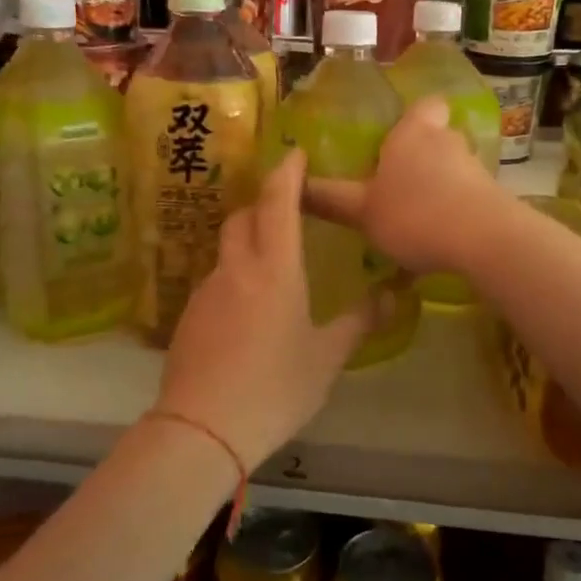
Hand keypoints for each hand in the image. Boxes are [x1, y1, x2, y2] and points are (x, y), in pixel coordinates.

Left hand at [153, 148, 373, 468]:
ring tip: (272, 263)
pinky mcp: (188, 315)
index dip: (287, 172)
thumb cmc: (276, 388)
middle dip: (264, 203)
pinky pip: (216, 280)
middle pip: (244, 217)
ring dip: (248, 241)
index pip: (278, 201)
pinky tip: (248, 310)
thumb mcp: (327, 357)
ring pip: (227, 249)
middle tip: (287, 208)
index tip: (295, 153)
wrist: (202, 428)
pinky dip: (234, 275)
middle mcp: (236, 268)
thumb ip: (359, 321)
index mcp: (275, 269)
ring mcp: (207, 290)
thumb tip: (392, 295)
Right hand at [304, 95, 506, 275]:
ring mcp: (475, 168)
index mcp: (412, 133)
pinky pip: (469, 197)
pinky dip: (456, 210)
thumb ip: (331, 199)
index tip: (399, 134)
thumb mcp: (362, 211)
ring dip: (438, 186)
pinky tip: (441, 237)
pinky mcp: (494, 197)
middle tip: (398, 183)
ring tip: (416, 217)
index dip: (414, 117)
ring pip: (453, 168)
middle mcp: (446, 141)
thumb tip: (295, 185)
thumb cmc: (414, 213)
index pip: (424, 106)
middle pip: (437, 137)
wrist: (484, 239)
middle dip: (421, 156)